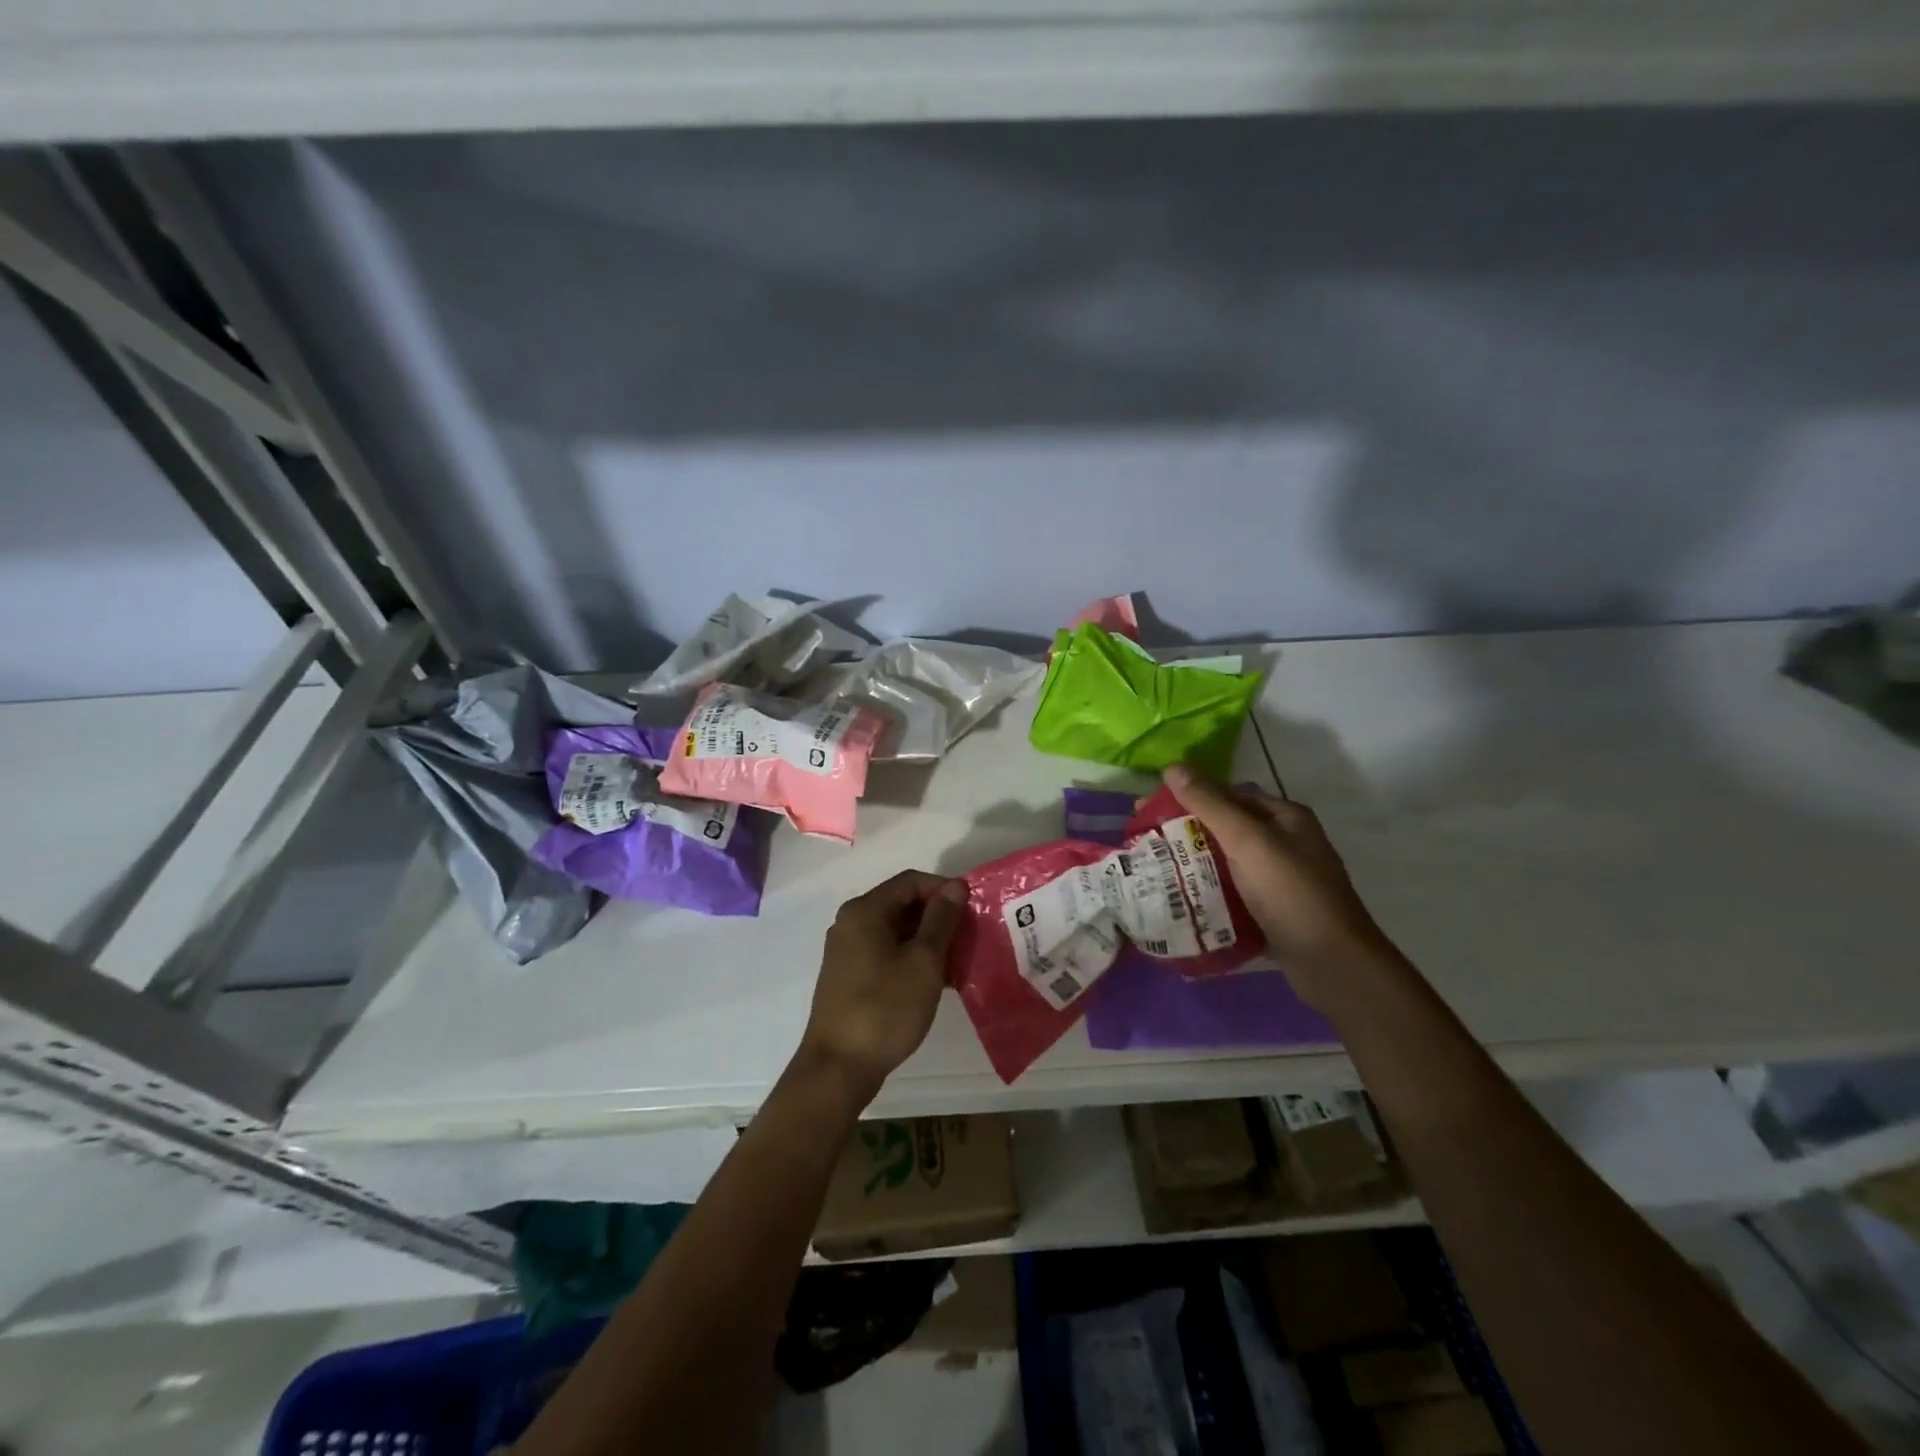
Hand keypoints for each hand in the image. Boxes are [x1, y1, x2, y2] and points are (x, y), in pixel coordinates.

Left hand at [798, 870, 968, 1103]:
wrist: (838, 1067)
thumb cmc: (884, 1008)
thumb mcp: (923, 961)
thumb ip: (941, 919)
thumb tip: (955, 886)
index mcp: (865, 911)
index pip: (910, 882)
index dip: (944, 889)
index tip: (973, 909)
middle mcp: (852, 923)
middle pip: (902, 904)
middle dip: (939, 916)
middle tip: (971, 936)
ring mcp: (848, 951)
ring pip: (897, 931)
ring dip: (929, 940)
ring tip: (961, 960)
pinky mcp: (851, 976)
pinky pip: (888, 953)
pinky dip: (913, 958)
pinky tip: (939, 980)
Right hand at [1163, 765, 1393, 1006]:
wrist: (1333, 964)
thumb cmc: (1291, 893)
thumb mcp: (1248, 841)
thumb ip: (1210, 804)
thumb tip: (1172, 766)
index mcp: (1285, 817)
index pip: (1228, 794)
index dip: (1188, 796)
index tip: (1148, 808)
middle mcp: (1285, 842)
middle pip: (1226, 826)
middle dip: (1186, 830)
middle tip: (1146, 839)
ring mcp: (1281, 878)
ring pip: (1227, 860)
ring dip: (1194, 861)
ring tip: (1154, 868)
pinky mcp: (1274, 910)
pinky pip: (1233, 891)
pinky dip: (1209, 889)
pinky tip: (1182, 897)